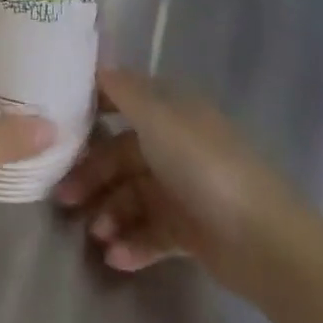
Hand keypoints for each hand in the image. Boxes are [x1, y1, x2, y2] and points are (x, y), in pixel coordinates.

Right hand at [55, 67, 313, 297]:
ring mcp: (183, 189)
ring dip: (110, 214)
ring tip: (97, 237)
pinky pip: (151, 232)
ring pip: (132, 196)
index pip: (123, 101)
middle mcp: (175, 145)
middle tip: (63, 199)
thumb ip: (125, 92)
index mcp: (171, 113)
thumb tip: (98, 64)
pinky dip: (133, 243)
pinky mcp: (190, 230)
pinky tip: (117, 258)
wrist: (266, 243)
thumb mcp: (159, 121)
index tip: (57, 125)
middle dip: (92, 175)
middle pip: (121, 154)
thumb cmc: (205, 169)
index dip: (92, 110)